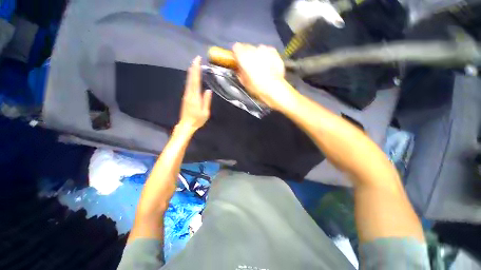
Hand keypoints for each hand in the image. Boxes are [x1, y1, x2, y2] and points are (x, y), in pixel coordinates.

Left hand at [178, 56, 212, 131]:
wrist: (186, 124)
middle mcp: (189, 94)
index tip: (197, 61)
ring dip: (191, 72)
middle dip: (193, 68)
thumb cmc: (197, 120)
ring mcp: (186, 95)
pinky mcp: (185, 97)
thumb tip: (208, 90)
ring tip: (194, 64)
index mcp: (195, 97)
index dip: (196, 70)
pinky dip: (190, 78)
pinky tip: (191, 76)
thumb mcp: (205, 112)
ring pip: (188, 81)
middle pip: (191, 79)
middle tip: (196, 59)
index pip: (195, 81)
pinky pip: (188, 85)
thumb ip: (206, 101)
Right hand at [232, 43, 292, 108]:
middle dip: (247, 55)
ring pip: (257, 49)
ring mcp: (264, 49)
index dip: (237, 54)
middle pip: (247, 47)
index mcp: (243, 56)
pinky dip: (266, 56)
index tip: (238, 61)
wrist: (274, 88)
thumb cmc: (257, 87)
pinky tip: (268, 65)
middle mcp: (253, 49)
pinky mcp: (273, 51)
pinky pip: (267, 51)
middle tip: (250, 66)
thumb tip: (239, 67)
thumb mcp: (243, 81)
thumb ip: (239, 71)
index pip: (236, 47)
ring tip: (260, 67)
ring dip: (257, 55)